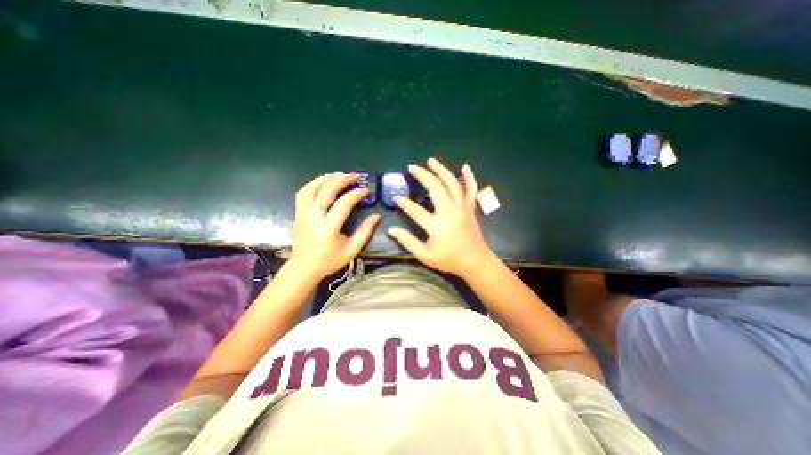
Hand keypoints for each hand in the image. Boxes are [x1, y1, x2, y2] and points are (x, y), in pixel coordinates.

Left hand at [291, 172, 381, 280]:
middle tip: (354, 176)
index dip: (356, 194)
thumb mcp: (352, 250)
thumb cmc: (329, 261)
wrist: (304, 268)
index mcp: (328, 228)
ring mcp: (302, 214)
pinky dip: (313, 184)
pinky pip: (303, 193)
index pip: (343, 203)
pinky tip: (323, 182)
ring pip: (311, 188)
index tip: (365, 191)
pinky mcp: (297, 214)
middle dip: (341, 180)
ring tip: (338, 175)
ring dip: (325, 178)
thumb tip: (376, 216)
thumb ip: (365, 232)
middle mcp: (313, 218)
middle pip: (326, 191)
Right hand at [389, 156, 497, 277]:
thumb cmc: (449, 260)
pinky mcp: (470, 208)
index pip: (416, 210)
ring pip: (453, 184)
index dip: (404, 203)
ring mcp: (462, 208)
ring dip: (442, 170)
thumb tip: (391, 230)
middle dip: (423, 175)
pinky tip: (466, 167)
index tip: (396, 198)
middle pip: (436, 188)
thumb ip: (408, 242)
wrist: (475, 262)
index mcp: (437, 225)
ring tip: (431, 161)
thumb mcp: (425, 256)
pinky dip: (470, 177)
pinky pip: (471, 190)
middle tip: (412, 167)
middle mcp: (450, 212)